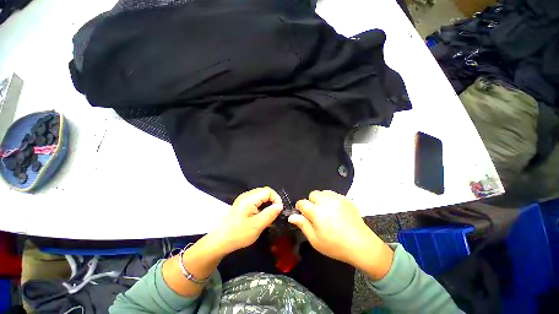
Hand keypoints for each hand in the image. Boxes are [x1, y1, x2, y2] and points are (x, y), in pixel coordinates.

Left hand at [209, 187, 282, 254]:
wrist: (220, 241)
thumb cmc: (238, 234)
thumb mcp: (257, 225)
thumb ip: (270, 214)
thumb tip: (280, 206)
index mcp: (249, 198)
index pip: (268, 191)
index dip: (276, 199)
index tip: (278, 211)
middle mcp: (246, 195)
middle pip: (265, 192)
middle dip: (272, 201)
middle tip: (274, 214)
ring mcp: (244, 199)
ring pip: (261, 196)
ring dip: (267, 204)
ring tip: (269, 216)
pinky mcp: (243, 204)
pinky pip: (256, 201)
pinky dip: (262, 206)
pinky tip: (261, 216)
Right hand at [289, 190, 393, 279]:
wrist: (361, 245)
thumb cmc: (335, 245)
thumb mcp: (315, 240)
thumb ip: (303, 225)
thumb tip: (291, 216)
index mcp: (317, 212)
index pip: (302, 203)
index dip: (300, 208)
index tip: (303, 214)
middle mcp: (326, 201)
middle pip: (312, 194)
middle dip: (311, 202)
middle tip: (317, 214)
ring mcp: (337, 198)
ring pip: (322, 192)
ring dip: (321, 199)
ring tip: (326, 211)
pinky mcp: (345, 199)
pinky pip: (333, 194)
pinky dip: (330, 199)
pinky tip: (335, 210)